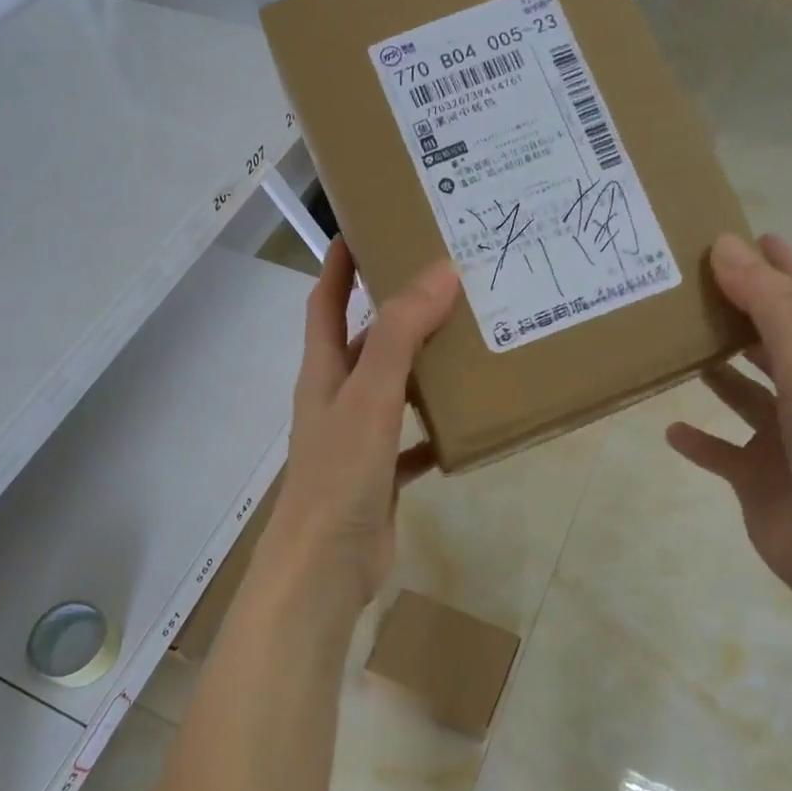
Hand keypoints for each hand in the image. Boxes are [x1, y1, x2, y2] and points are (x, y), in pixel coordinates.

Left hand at [268, 238, 459, 615]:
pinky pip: (412, 440)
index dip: (339, 265)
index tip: (364, 227)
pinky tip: (467, 421)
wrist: (327, 563)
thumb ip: (401, 334)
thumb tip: (439, 272)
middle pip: (366, 342)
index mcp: (324, 371)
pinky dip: (435, 429)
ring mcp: (359, 438)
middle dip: (396, 310)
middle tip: (445, 282)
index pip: (326, 303)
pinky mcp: (380, 475)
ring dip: (422, 367)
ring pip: (393, 389)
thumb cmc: (341, 471)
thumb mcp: (371, 394)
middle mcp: (338, 397)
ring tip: (467, 340)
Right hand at [667, 233, 791, 614]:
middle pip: (772, 340)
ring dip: (717, 372)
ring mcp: (784, 438)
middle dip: (740, 312)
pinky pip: (721, 451)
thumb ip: (769, 307)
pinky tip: (669, 430)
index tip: (748, 234)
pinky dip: (699, 440)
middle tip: (691, 285)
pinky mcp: (758, 477)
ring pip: (744, 393)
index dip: (781, 266)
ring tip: (675, 345)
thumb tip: (726, 246)